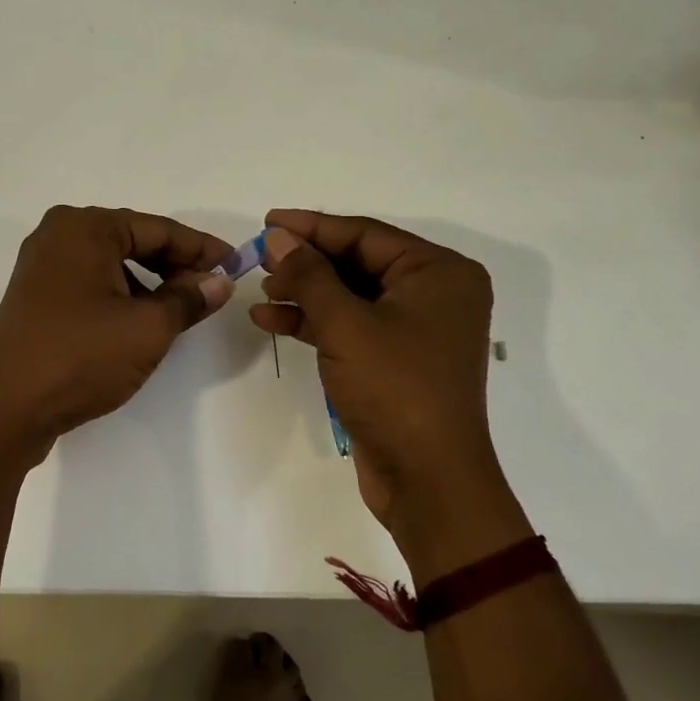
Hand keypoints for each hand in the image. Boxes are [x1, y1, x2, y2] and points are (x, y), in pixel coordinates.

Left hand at [0, 206, 232, 464]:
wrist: (4, 409)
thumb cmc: (80, 356)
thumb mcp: (147, 328)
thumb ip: (188, 299)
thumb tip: (218, 282)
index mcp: (84, 228)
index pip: (158, 229)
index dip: (201, 248)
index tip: (235, 265)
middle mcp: (58, 236)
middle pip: (132, 241)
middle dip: (175, 265)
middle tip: (212, 289)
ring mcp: (41, 267)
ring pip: (111, 265)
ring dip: (149, 283)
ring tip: (180, 310)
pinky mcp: (35, 298)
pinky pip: (90, 285)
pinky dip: (121, 297)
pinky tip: (140, 322)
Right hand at [251, 210, 523, 570]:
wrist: (427, 478)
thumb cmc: (395, 388)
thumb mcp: (346, 324)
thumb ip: (310, 275)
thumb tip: (280, 238)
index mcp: (439, 272)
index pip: (366, 234)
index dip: (313, 227)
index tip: (269, 222)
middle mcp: (433, 294)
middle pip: (358, 263)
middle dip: (307, 262)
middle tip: (260, 258)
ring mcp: (415, 329)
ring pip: (350, 295)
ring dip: (305, 292)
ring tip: (261, 289)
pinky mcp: (395, 360)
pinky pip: (350, 326)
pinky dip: (313, 322)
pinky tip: (271, 319)